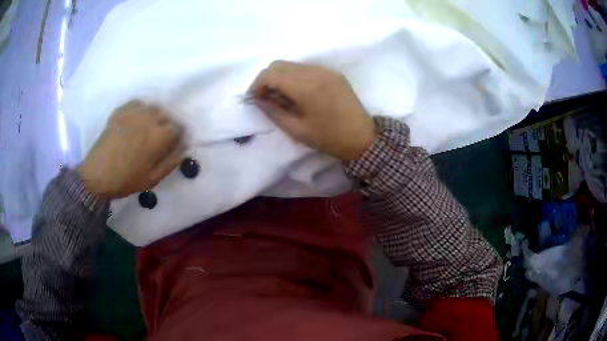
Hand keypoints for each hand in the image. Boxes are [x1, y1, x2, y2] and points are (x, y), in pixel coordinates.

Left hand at [77, 100, 182, 198]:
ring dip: (155, 116)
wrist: (97, 175)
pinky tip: (136, 120)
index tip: (175, 145)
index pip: (177, 128)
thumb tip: (183, 148)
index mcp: (157, 137)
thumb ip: (170, 162)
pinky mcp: (120, 112)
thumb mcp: (152, 179)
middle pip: (166, 115)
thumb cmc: (126, 180)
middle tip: (161, 139)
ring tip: (149, 128)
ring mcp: (132, 113)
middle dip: (167, 125)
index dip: (178, 137)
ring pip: (152, 107)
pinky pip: (136, 103)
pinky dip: (140, 109)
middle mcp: (147, 120)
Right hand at [248, 61, 375, 159]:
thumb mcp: (297, 130)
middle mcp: (314, 72)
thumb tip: (257, 99)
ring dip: (281, 77)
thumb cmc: (329, 138)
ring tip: (283, 97)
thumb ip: (273, 111)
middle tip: (267, 98)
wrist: (363, 138)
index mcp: (305, 87)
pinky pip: (306, 68)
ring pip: (292, 65)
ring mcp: (325, 70)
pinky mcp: (333, 73)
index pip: (270, 74)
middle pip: (279, 64)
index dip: (257, 85)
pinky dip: (295, 77)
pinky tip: (298, 93)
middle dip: (267, 79)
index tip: (255, 99)